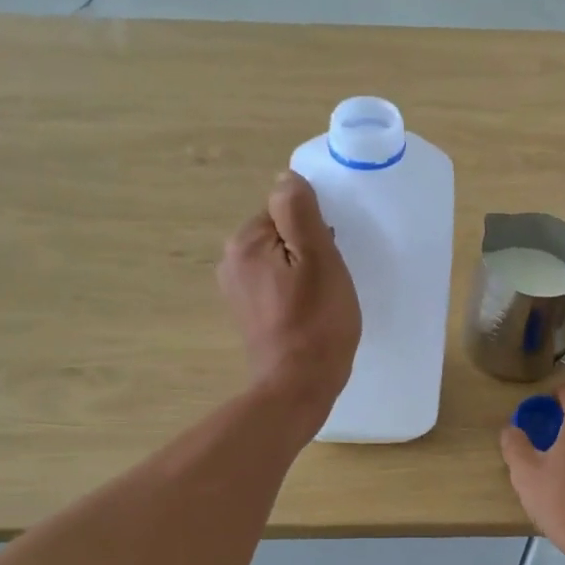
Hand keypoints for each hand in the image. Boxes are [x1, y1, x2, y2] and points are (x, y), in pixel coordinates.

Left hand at [219, 173, 360, 430]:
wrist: (298, 386)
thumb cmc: (316, 321)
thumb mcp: (318, 258)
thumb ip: (300, 212)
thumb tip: (287, 177)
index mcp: (246, 242)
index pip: (286, 210)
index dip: (315, 229)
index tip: (331, 255)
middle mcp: (232, 261)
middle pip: (282, 234)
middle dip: (309, 248)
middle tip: (332, 279)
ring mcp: (237, 290)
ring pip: (281, 260)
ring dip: (305, 271)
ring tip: (324, 297)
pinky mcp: (248, 314)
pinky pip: (277, 285)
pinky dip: (295, 291)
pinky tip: (311, 312)